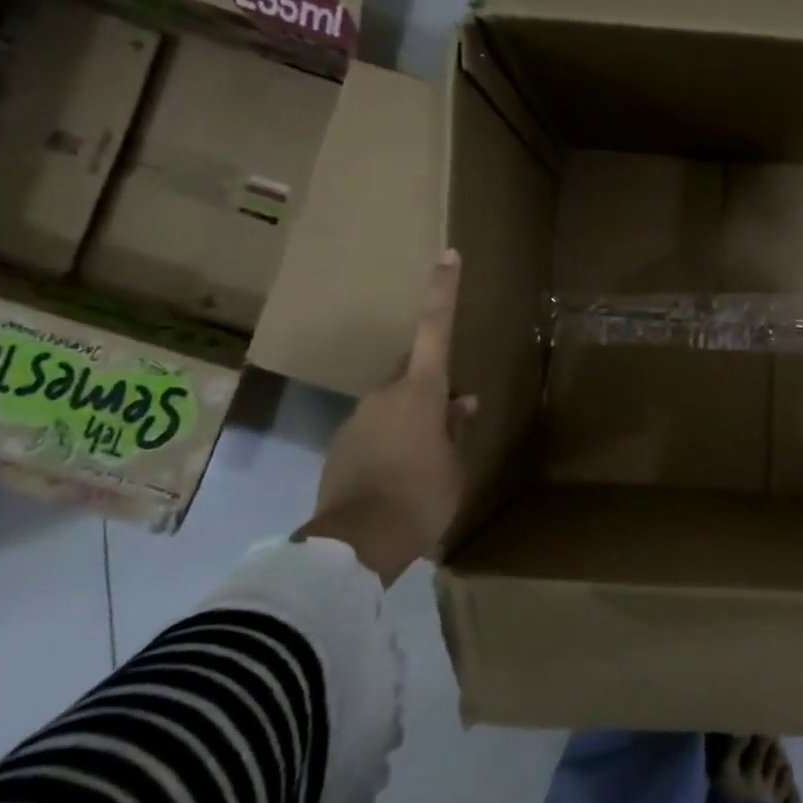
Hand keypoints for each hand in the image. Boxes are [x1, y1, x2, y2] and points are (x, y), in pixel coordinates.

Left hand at [297, 250, 476, 586]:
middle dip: (430, 385)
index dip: (443, 292)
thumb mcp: (454, 467)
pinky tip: (400, 477)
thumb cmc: (421, 498)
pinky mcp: (340, 448)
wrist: (355, 546)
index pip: (434, 330)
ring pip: (393, 406)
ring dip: (411, 421)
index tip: (448, 257)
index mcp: (420, 393)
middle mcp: (384, 396)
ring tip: (427, 462)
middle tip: (450, 417)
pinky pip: (374, 432)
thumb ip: (458, 430)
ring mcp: (357, 420)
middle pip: (411, 373)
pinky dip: (391, 443)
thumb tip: (462, 402)